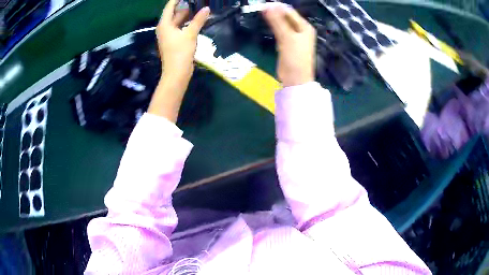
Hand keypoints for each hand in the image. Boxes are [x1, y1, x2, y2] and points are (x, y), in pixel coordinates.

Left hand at [149, 0, 209, 121]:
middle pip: (173, 13)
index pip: (169, 7)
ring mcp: (168, 35)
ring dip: (186, 15)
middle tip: (195, 1)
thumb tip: (206, 8)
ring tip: (198, 7)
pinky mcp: (173, 41)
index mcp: (165, 25)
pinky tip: (195, 21)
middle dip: (183, 6)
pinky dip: (186, 23)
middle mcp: (164, 28)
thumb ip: (198, 20)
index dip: (176, 0)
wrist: (176, 73)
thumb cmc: (180, 52)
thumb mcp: (190, 34)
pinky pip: (179, 28)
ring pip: (177, 21)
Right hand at [262, 5, 315, 86]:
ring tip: (261, 15)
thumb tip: (267, 6)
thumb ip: (277, 21)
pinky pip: (280, 31)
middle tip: (260, 9)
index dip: (277, 8)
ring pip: (282, 24)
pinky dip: (274, 28)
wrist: (295, 79)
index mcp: (305, 27)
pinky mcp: (288, 44)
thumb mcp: (286, 37)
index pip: (290, 12)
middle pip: (286, 17)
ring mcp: (295, 37)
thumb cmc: (295, 57)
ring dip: (273, 20)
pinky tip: (266, 25)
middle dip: (274, 13)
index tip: (263, 5)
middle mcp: (301, 30)